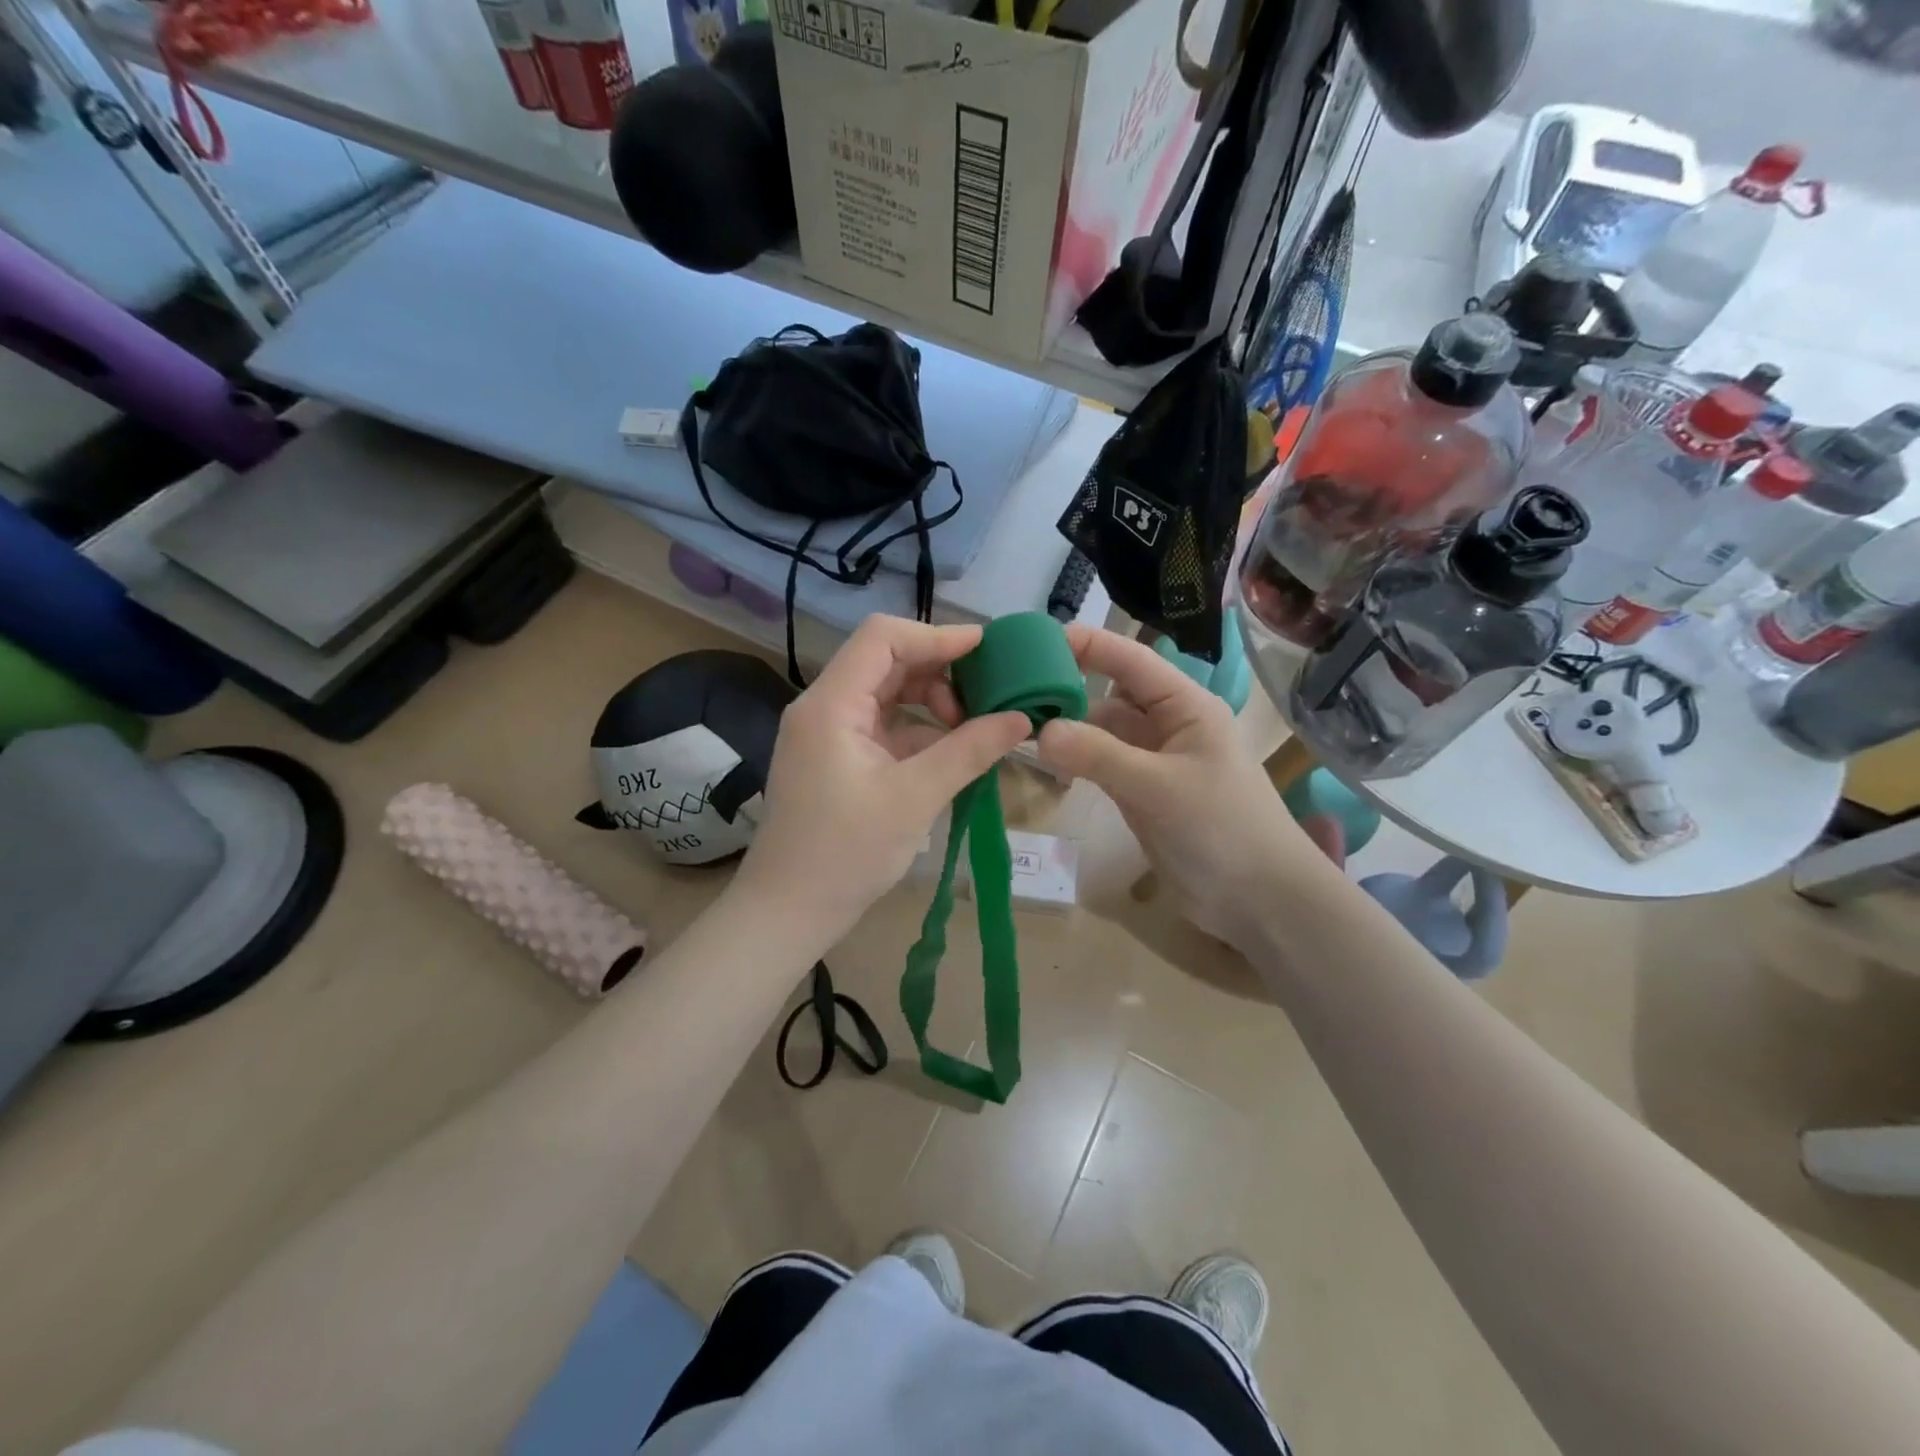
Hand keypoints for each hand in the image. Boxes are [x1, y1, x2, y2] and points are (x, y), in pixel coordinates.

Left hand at [734, 615, 1030, 950]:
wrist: (789, 910)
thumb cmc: (846, 853)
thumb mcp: (916, 798)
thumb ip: (969, 750)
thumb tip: (1021, 718)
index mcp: (831, 704)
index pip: (883, 638)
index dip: (936, 636)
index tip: (986, 649)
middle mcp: (824, 706)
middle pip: (886, 661)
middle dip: (939, 672)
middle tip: (985, 696)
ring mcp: (829, 732)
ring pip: (887, 693)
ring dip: (930, 702)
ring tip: (971, 729)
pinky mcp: (837, 757)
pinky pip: (883, 725)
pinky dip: (918, 731)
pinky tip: (951, 752)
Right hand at [1036, 625, 1320, 950]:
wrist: (1259, 901)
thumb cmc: (1221, 829)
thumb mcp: (1158, 786)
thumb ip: (1099, 755)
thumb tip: (1039, 730)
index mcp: (1185, 706)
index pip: (1131, 660)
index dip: (1088, 644)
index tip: (1037, 639)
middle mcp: (1168, 726)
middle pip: (1111, 694)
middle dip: (1070, 688)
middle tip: (1015, 690)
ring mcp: (1154, 762)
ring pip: (1103, 732)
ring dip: (1070, 729)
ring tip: (1019, 727)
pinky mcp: (1143, 794)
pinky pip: (1103, 765)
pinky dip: (1078, 761)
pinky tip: (1047, 762)